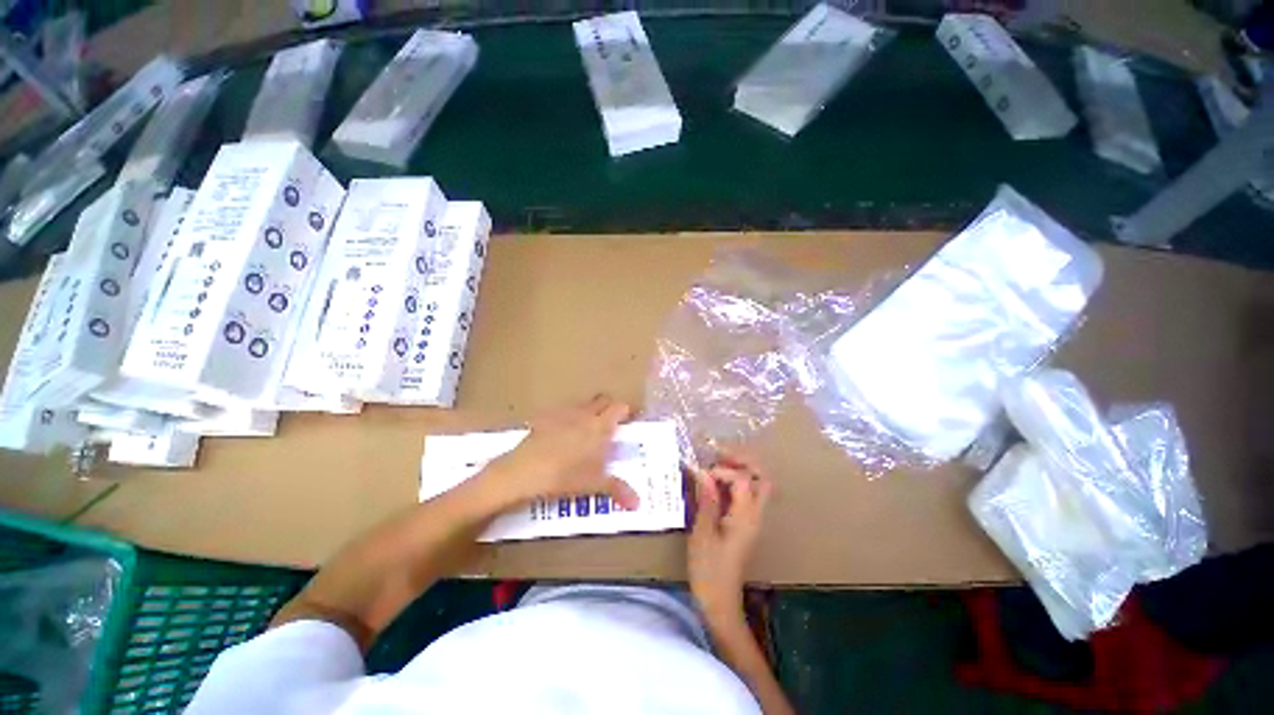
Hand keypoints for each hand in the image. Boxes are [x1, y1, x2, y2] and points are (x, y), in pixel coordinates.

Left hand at [478, 394, 640, 511]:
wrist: (521, 473)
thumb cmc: (562, 477)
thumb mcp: (593, 485)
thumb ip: (617, 489)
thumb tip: (637, 503)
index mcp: (598, 426)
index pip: (619, 408)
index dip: (627, 412)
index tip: (632, 420)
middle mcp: (581, 415)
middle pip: (600, 401)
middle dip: (609, 408)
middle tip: (615, 424)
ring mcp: (559, 416)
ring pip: (580, 406)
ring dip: (588, 413)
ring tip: (590, 430)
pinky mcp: (540, 421)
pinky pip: (559, 415)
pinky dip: (566, 421)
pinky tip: (563, 435)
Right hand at [688, 452, 773, 625]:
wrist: (720, 599)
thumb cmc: (708, 570)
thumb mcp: (702, 534)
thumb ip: (706, 502)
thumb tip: (703, 472)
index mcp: (746, 515)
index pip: (743, 479)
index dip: (722, 470)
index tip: (699, 472)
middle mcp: (756, 515)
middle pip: (762, 477)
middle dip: (743, 462)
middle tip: (717, 457)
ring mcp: (754, 522)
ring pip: (758, 487)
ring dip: (741, 474)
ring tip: (715, 470)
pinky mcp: (747, 529)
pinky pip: (749, 499)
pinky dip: (736, 488)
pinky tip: (715, 491)